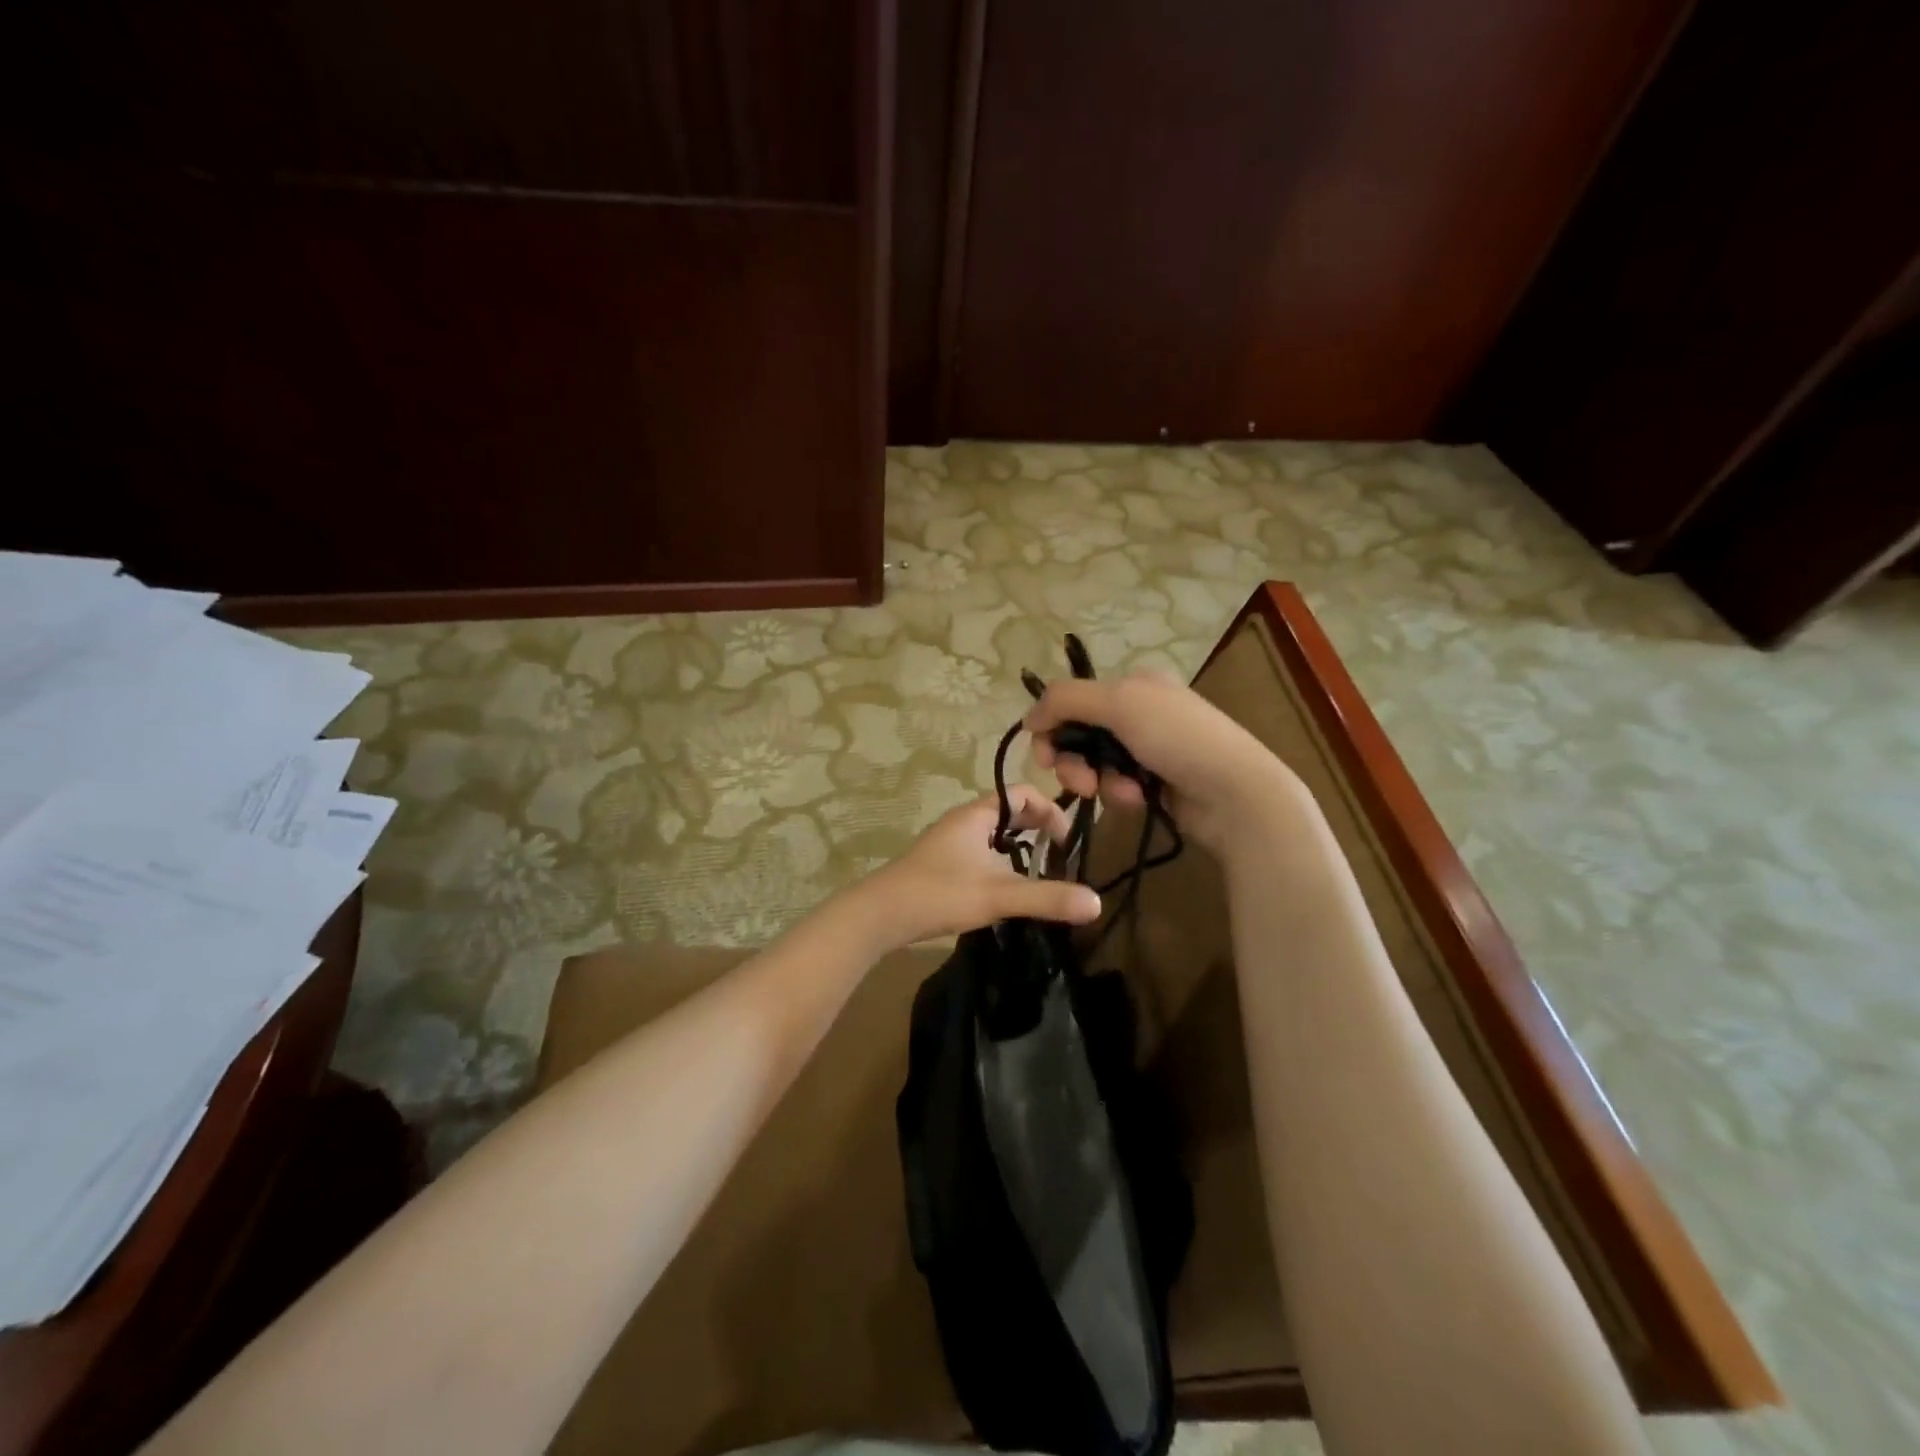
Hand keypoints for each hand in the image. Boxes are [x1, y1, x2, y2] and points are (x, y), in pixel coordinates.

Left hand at [856, 786, 1102, 949]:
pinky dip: (999, 860)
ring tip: (1036, 872)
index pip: (1022, 794)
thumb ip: (1047, 898)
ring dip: (1017, 846)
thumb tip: (1096, 902)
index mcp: (977, 815)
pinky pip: (979, 851)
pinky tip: (1002, 890)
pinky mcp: (939, 863)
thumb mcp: (999, 896)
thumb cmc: (941, 893)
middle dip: (1036, 828)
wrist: (880, 914)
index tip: (1066, 841)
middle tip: (1058, 855)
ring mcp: (948, 842)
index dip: (1050, 810)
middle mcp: (962, 821)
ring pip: (993, 833)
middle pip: (1008, 811)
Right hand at [1027, 671, 1303, 854]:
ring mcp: (1147, 750)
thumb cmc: (1178, 737)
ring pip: (1095, 765)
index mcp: (1133, 685)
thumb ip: (1066, 700)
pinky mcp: (1154, 783)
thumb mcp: (1120, 703)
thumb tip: (1028, 716)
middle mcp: (1138, 712)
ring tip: (1122, 793)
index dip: (1052, 727)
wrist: (1236, 792)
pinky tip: (1140, 799)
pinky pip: (1116, 787)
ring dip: (1100, 781)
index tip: (1044, 756)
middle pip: (1079, 735)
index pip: (1072, 700)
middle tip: (1081, 783)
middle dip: (1074, 761)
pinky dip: (1121, 794)